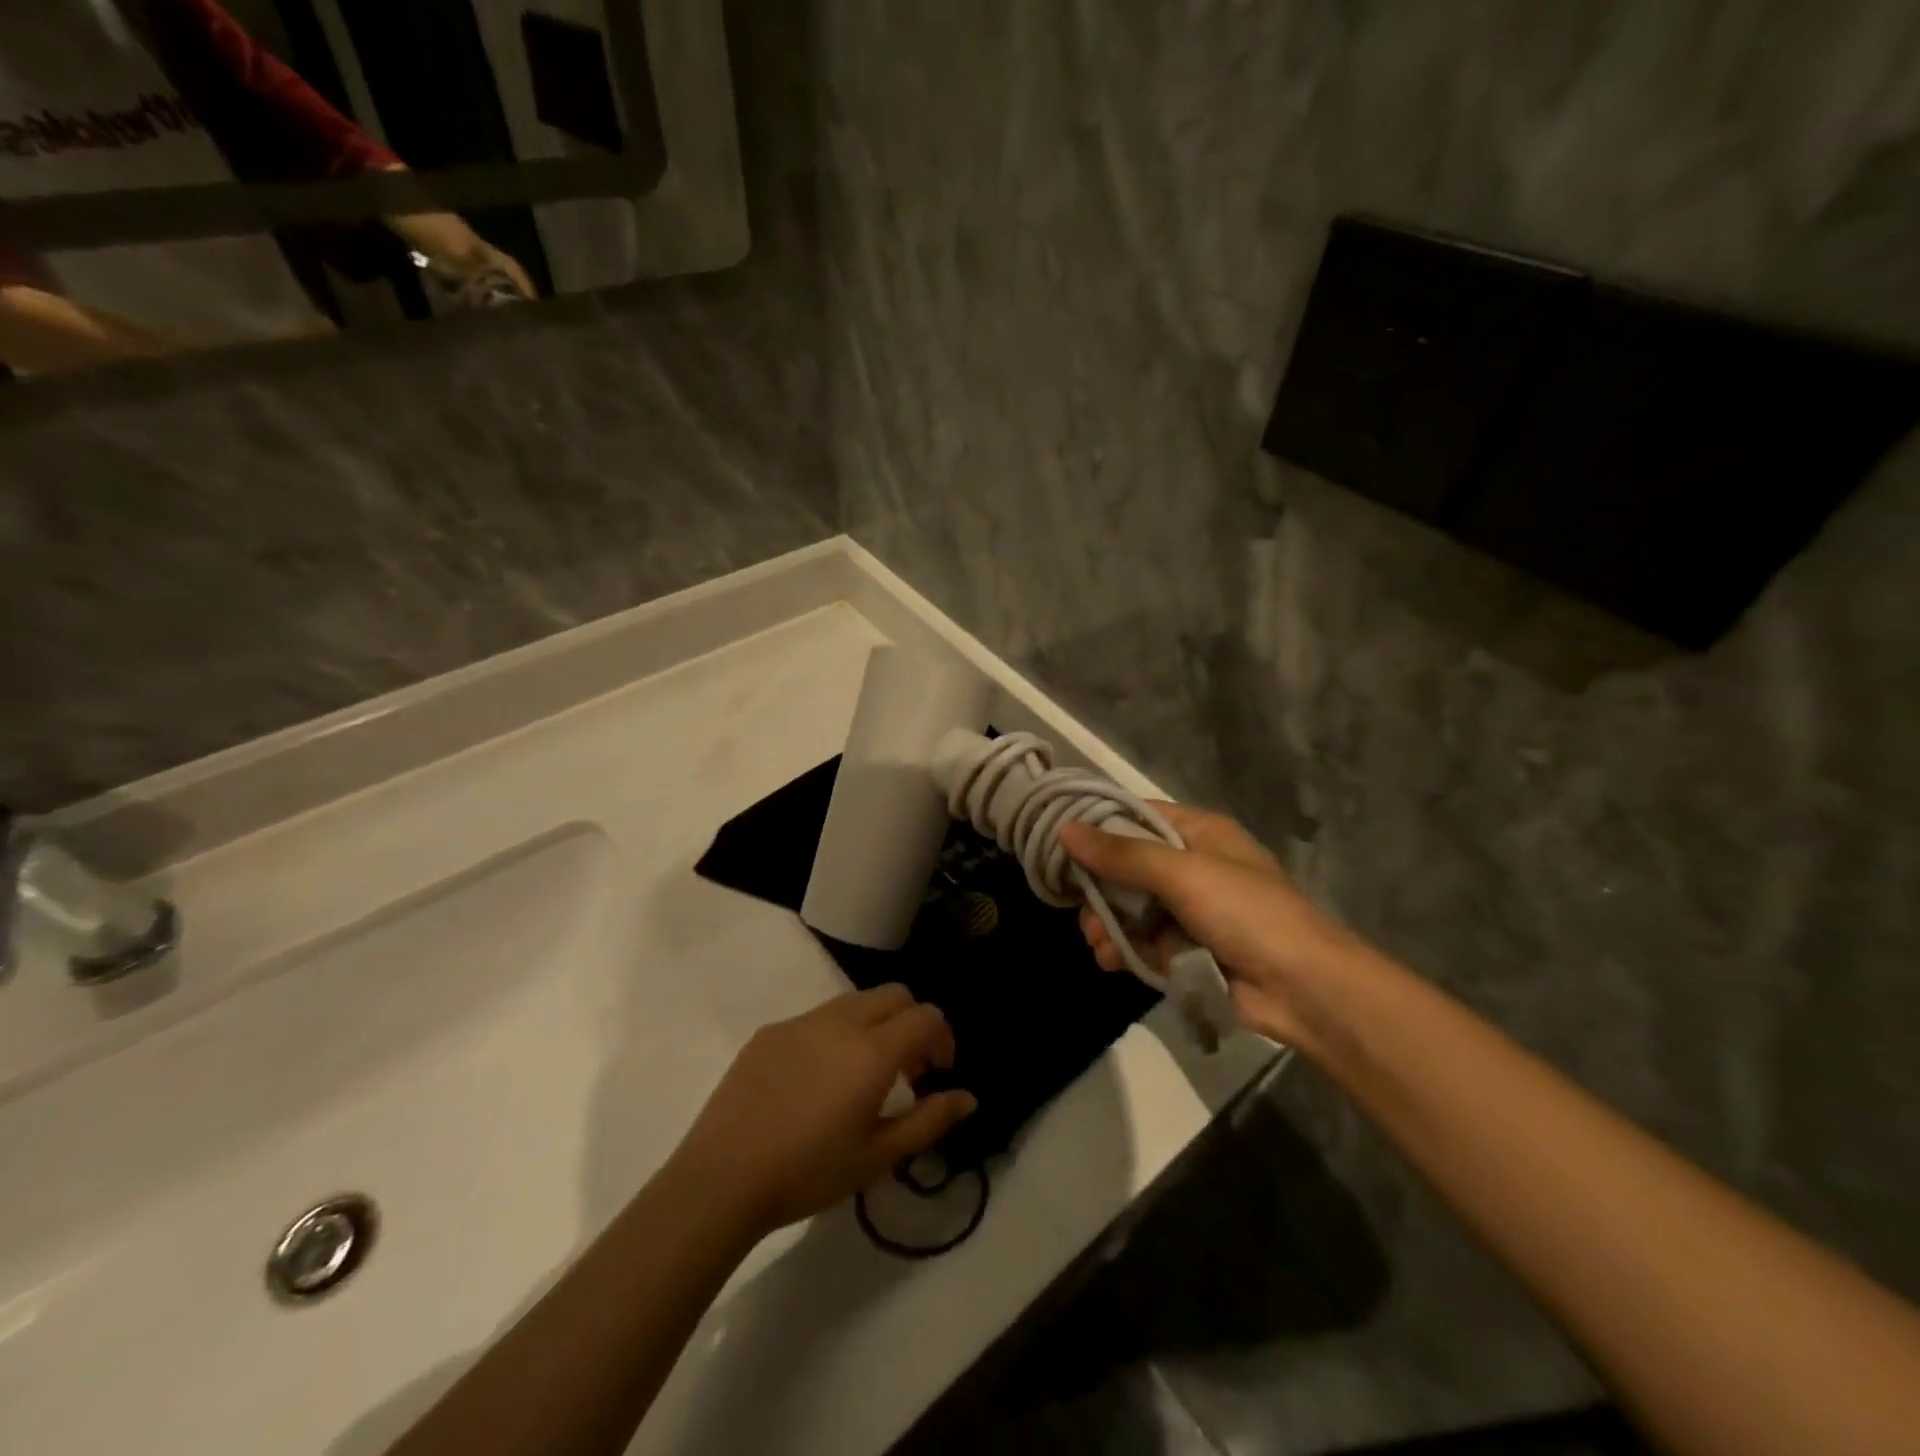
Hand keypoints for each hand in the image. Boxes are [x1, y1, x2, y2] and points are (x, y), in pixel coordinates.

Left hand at [667, 987, 977, 1237]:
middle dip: (912, 1022)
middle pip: (894, 995)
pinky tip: (816, 1081)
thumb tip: (967, 1097)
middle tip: (907, 1070)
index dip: (942, 1039)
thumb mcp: (878, 1156)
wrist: (721, 1178)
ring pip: (855, 1001)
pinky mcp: (770, 1031)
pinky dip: (835, 1034)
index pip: (926, 1016)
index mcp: (872, 1050)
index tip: (936, 1074)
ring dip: (874, 1025)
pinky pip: (817, 1018)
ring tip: (863, 1074)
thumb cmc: (808, 1172)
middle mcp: (841, 1022)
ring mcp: (801, 1021)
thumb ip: (929, 1121)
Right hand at [1060, 804, 1363, 1049]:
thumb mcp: (1181, 873)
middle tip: (1076, 903)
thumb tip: (1066, 829)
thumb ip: (1122, 854)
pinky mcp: (1188, 950)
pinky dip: (1125, 948)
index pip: (1137, 817)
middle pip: (1128, 866)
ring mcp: (1190, 910)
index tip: (1059, 840)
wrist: (1303, 988)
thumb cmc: (1245, 912)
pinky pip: (1143, 941)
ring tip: (1097, 940)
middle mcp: (1192, 866)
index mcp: (1199, 833)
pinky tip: (1110, 959)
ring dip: (1108, 922)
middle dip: (1100, 887)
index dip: (1099, 826)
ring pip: (1131, 908)